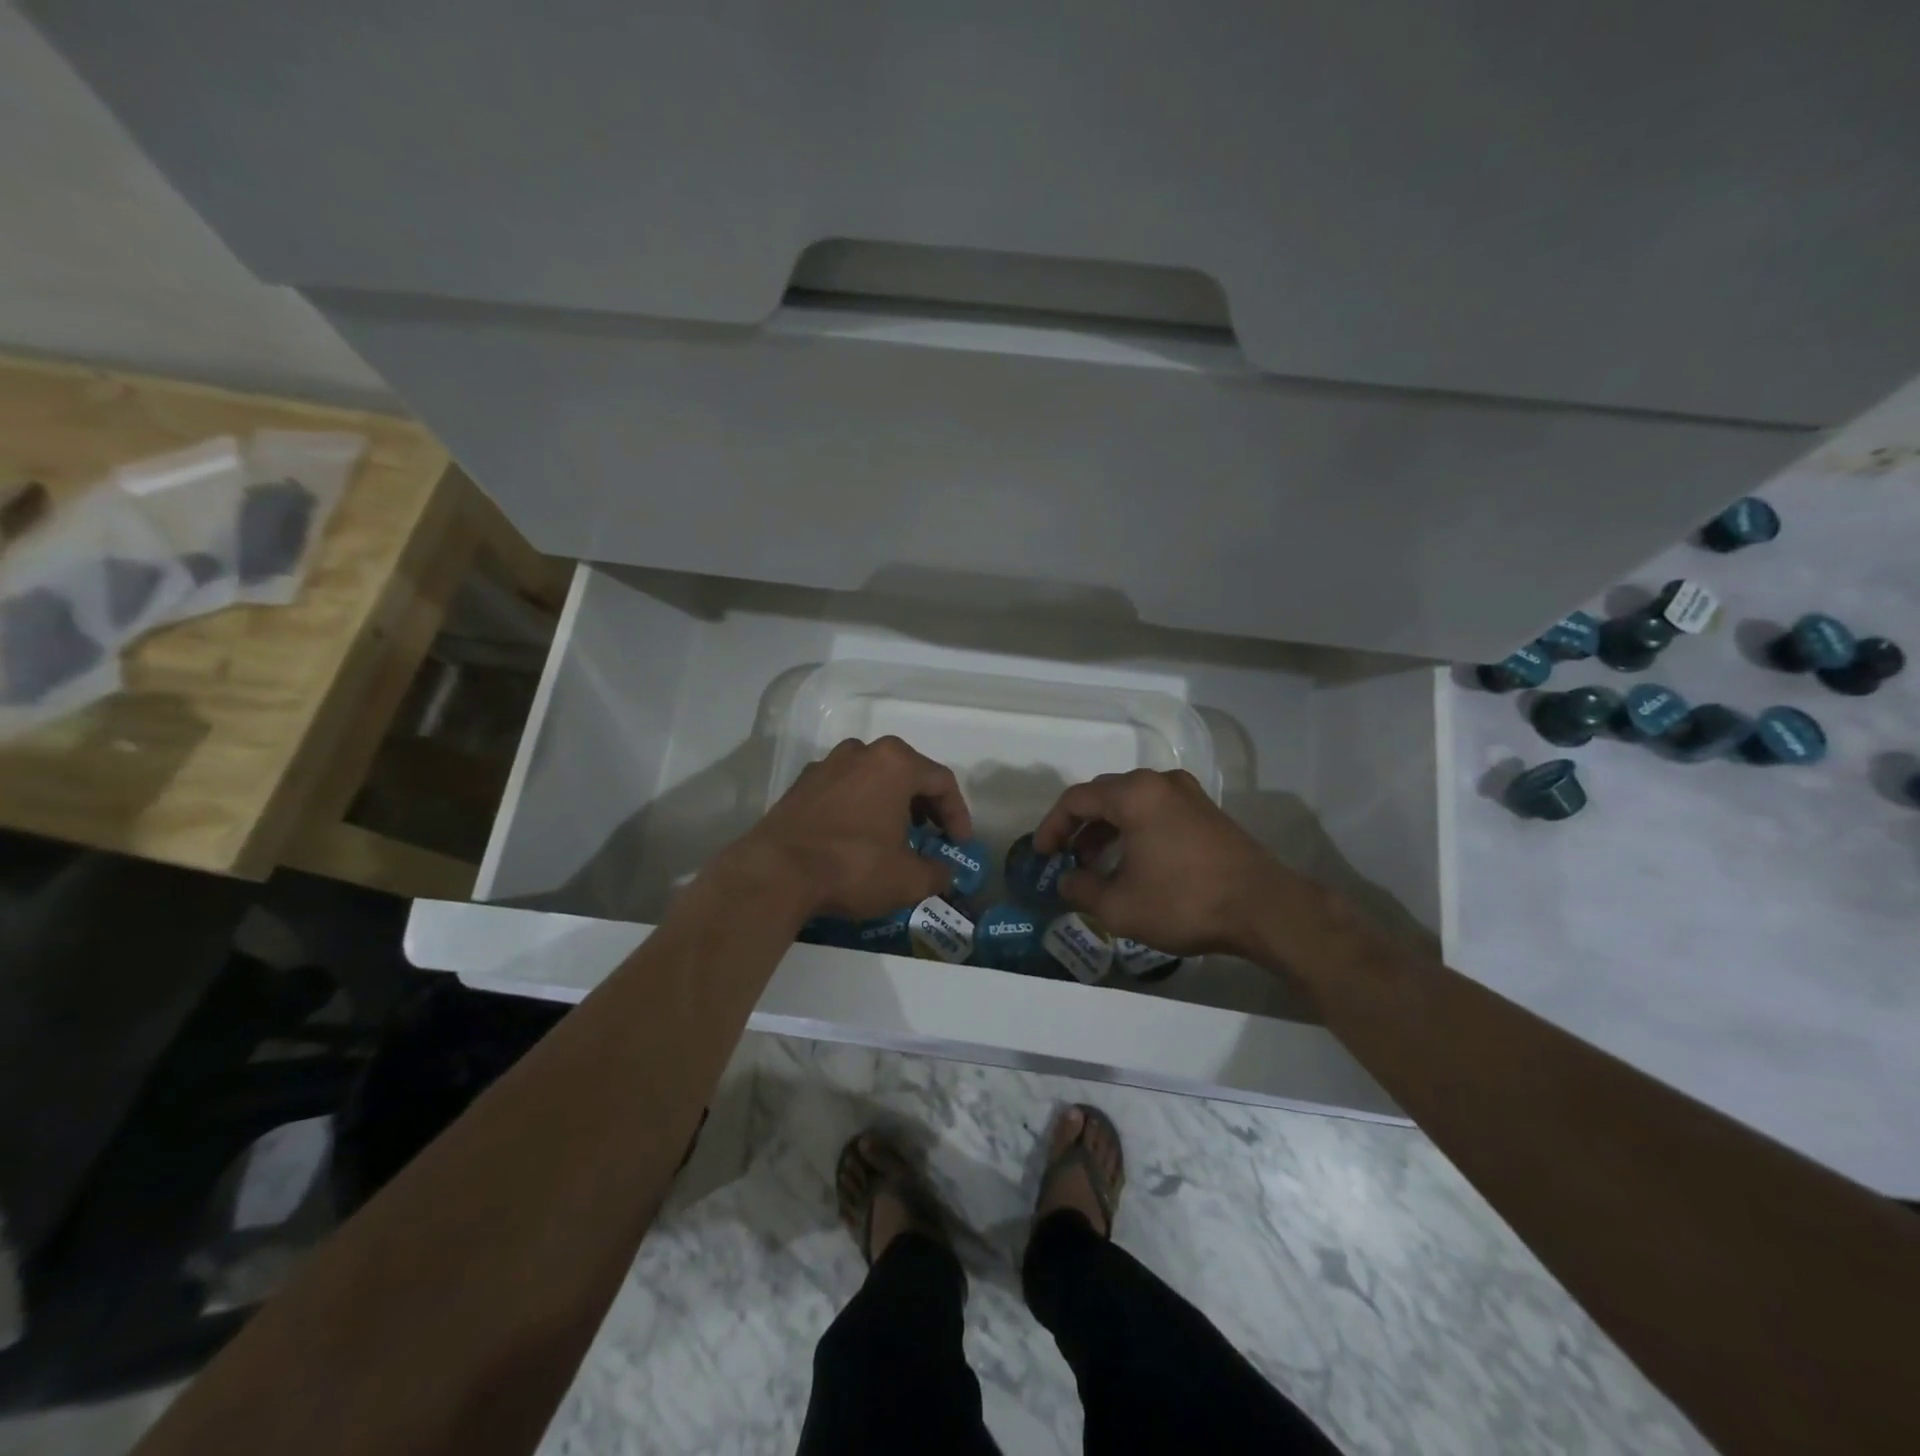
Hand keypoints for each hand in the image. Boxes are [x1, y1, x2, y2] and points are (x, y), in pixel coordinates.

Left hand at [730, 736, 972, 920]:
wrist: (776, 873)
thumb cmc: (852, 867)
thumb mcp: (908, 879)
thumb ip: (937, 873)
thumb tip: (945, 873)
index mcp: (895, 764)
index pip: (941, 781)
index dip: (957, 813)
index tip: (959, 843)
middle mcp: (862, 752)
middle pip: (906, 771)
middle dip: (924, 804)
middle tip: (930, 834)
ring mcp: (827, 765)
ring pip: (872, 776)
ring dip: (890, 801)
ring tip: (893, 834)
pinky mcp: (801, 784)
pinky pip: (843, 788)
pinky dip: (858, 806)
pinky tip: (856, 836)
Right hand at [1033, 769, 1290, 959]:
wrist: (1264, 908)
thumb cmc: (1185, 902)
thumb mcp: (1120, 906)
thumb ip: (1082, 889)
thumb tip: (1067, 880)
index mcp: (1134, 795)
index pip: (1076, 799)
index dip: (1052, 825)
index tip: (1041, 853)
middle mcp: (1159, 783)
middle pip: (1104, 795)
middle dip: (1079, 826)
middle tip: (1065, 857)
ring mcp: (1187, 794)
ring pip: (1131, 803)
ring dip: (1106, 829)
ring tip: (1094, 864)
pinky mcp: (1206, 811)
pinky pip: (1156, 811)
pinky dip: (1134, 830)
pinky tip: (1132, 861)